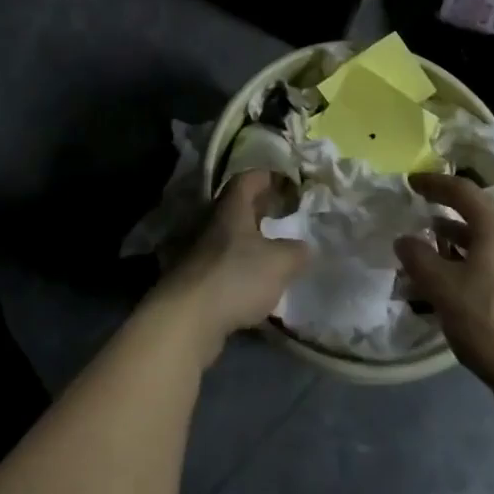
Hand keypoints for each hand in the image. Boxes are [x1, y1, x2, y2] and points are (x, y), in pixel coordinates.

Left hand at [153, 169, 310, 367]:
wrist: (187, 317)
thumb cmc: (236, 277)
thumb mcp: (279, 263)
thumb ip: (296, 252)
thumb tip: (306, 247)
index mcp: (232, 208)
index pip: (248, 179)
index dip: (268, 176)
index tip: (287, 183)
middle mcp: (213, 222)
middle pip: (238, 206)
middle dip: (261, 208)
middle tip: (285, 215)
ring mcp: (200, 250)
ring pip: (230, 235)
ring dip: (251, 239)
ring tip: (275, 250)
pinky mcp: (197, 278)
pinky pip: (224, 262)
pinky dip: (241, 265)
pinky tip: (256, 281)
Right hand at [395, 173, 493, 422]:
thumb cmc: (488, 324)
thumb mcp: (442, 288)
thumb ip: (418, 258)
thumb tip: (405, 240)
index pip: (463, 190)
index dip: (434, 183)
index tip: (410, 183)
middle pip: (475, 214)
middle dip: (443, 212)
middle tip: (416, 213)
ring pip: (481, 241)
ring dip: (452, 241)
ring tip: (425, 252)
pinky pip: (489, 264)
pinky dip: (464, 263)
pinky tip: (447, 285)